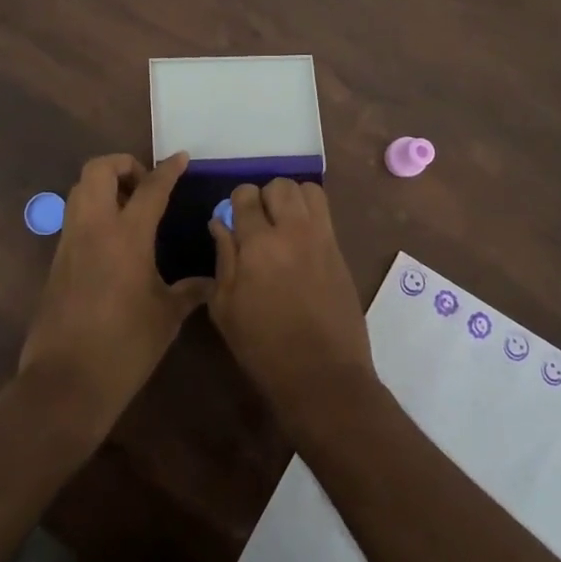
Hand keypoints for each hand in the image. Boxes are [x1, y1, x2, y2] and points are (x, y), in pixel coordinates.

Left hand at [17, 152, 207, 445]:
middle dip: (123, 165)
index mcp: (127, 236)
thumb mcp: (166, 317)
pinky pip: (74, 218)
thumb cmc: (125, 346)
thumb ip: (189, 291)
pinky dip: (94, 212)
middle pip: (99, 170)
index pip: (150, 188)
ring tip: (131, 210)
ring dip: (105, 186)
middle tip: (145, 185)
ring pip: (80, 190)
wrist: (66, 380)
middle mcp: (94, 228)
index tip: (181, 158)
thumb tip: (210, 282)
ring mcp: (70, 242)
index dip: (168, 170)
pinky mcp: (57, 261)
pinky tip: (114, 240)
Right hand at [207, 179, 377, 430]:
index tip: (234, 222)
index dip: (236, 203)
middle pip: (279, 185)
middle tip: (258, 223)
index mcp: (258, 244)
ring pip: (308, 190)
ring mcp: (321, 239)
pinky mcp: (340, 252)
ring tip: (283, 225)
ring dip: (292, 200)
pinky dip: (310, 214)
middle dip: (265, 197)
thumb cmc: (263, 348)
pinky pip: (325, 213)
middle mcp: (293, 231)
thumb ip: (223, 258)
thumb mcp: (225, 308)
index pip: (245, 195)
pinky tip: (300, 242)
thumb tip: (220, 223)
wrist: (322, 376)